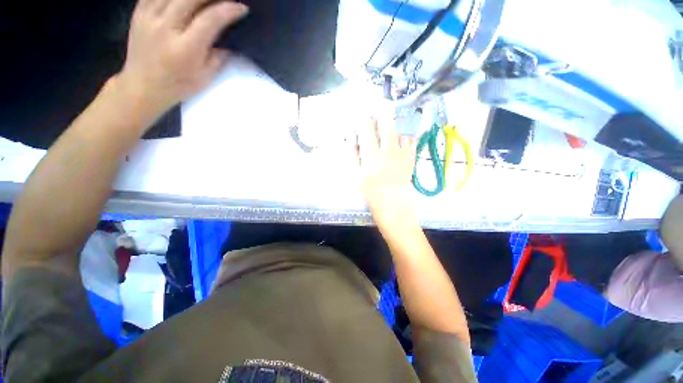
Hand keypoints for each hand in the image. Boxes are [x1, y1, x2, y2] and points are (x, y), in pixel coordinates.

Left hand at [116, 0, 247, 115]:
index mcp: (186, 48)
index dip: (228, 10)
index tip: (241, 8)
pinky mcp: (139, 12)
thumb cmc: (179, 86)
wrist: (143, 86)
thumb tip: (230, 39)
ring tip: (205, 0)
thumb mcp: (205, 77)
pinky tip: (183, 0)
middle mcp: (166, 28)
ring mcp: (149, 17)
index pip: (210, 19)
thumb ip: (219, 56)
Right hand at [357, 116, 417, 229]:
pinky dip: (407, 132)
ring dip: (396, 121)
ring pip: (402, 128)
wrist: (394, 205)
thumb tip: (354, 140)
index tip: (363, 115)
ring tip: (392, 118)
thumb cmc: (372, 193)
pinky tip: (403, 132)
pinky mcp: (412, 157)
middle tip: (379, 108)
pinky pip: (412, 139)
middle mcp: (388, 152)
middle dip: (382, 112)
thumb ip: (356, 156)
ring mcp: (402, 153)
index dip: (364, 119)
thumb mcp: (358, 176)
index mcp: (372, 157)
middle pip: (387, 123)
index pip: (367, 130)